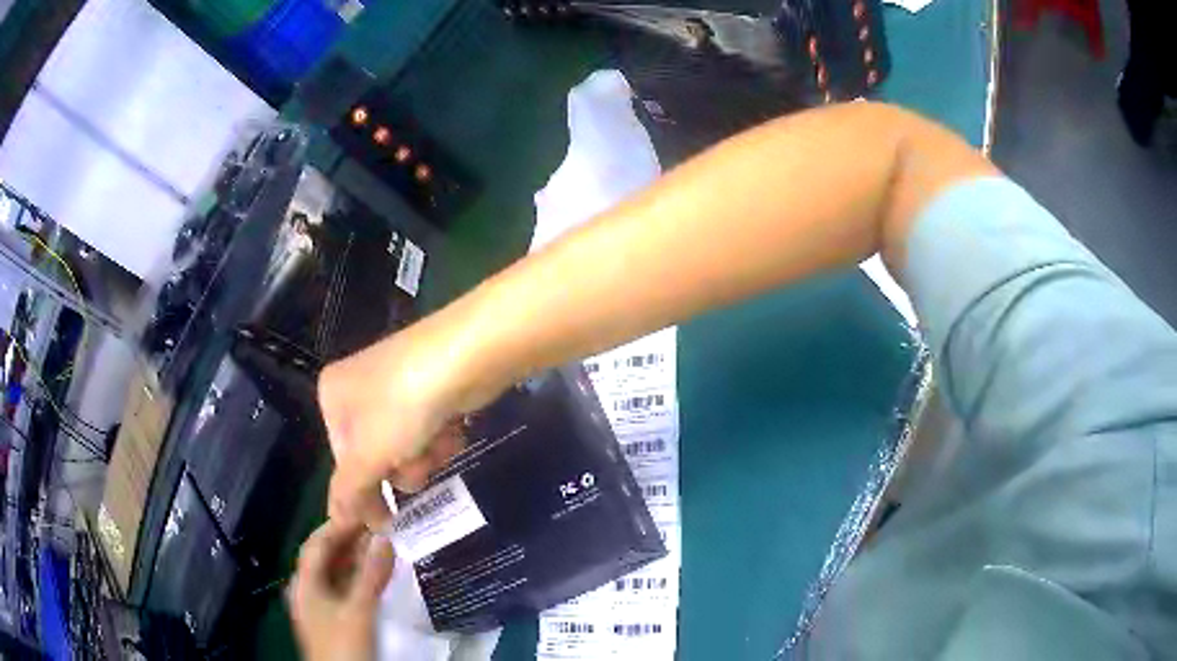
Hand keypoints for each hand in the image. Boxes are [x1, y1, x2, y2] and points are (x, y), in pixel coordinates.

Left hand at [288, 520, 395, 660]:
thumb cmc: (343, 644)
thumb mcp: (359, 610)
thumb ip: (371, 574)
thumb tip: (386, 537)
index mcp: (304, 582)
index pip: (317, 542)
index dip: (338, 524)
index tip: (365, 511)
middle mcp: (306, 589)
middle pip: (324, 557)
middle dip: (348, 542)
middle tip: (377, 528)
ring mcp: (317, 606)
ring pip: (334, 574)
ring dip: (354, 560)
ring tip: (380, 549)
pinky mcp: (330, 620)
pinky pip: (341, 590)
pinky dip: (357, 579)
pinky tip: (374, 579)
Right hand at [319, 315, 494, 529]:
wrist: (468, 355)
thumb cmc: (404, 404)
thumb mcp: (368, 453)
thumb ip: (349, 491)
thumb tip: (335, 521)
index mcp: (333, 396)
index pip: (342, 461)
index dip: (364, 493)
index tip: (386, 523)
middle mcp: (360, 389)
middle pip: (377, 456)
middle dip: (401, 468)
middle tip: (415, 463)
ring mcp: (398, 387)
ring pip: (407, 448)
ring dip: (425, 455)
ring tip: (437, 439)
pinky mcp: (432, 389)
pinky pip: (429, 430)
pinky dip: (442, 436)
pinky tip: (453, 426)